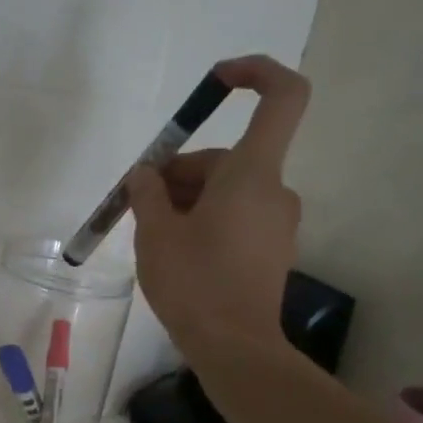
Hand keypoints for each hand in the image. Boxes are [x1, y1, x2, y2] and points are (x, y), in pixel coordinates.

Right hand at [127, 55, 309, 353]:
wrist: (235, 349)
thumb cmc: (194, 283)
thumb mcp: (156, 233)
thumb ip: (148, 192)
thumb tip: (146, 175)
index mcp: (252, 174)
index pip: (282, 98)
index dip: (255, 73)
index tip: (218, 80)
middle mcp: (275, 191)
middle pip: (228, 159)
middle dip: (182, 174)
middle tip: (140, 205)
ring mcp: (278, 224)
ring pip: (228, 191)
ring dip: (189, 201)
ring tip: (152, 234)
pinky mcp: (273, 251)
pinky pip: (237, 217)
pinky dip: (207, 221)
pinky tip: (177, 252)